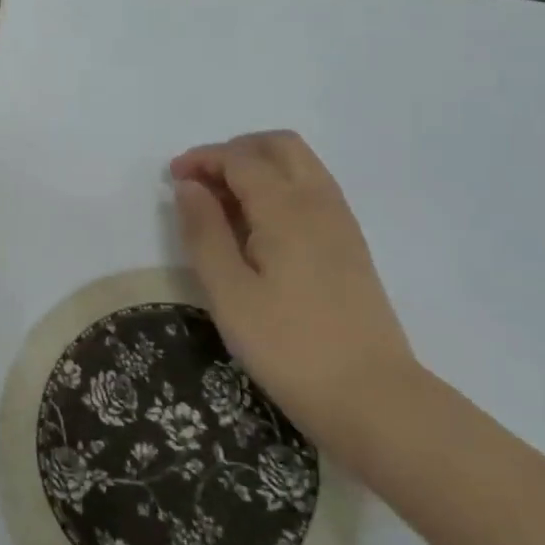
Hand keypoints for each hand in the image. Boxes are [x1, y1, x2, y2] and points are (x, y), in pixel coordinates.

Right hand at [171, 131, 417, 446]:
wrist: (372, 398)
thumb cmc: (288, 347)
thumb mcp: (229, 292)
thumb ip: (204, 232)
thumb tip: (188, 186)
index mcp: (287, 208)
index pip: (240, 159)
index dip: (202, 159)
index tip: (171, 178)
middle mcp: (319, 202)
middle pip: (278, 146)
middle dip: (234, 152)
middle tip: (201, 182)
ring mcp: (341, 223)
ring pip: (299, 166)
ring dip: (258, 167)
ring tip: (223, 204)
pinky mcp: (350, 246)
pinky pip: (312, 191)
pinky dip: (279, 188)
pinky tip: (257, 228)